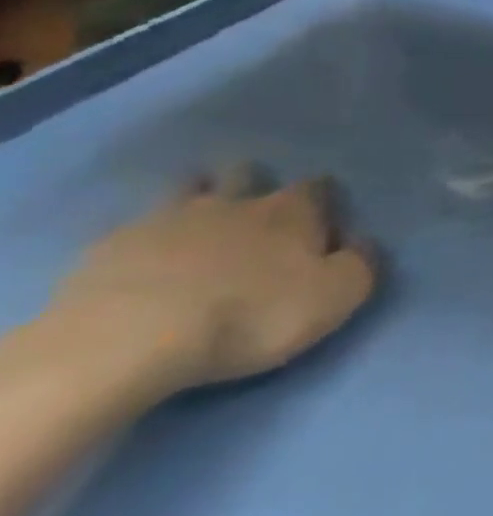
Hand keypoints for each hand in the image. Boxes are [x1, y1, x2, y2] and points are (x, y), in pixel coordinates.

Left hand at [45, 170, 377, 397]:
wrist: (130, 340)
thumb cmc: (254, 315)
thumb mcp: (338, 295)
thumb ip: (361, 262)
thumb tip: (361, 243)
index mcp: (292, 211)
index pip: (318, 186)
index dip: (323, 197)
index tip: (323, 216)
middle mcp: (234, 203)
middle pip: (247, 175)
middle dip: (253, 183)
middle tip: (255, 209)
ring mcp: (165, 220)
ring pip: (187, 189)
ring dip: (197, 197)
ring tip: (200, 221)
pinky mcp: (108, 248)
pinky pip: (133, 228)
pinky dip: (146, 236)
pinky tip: (145, 257)